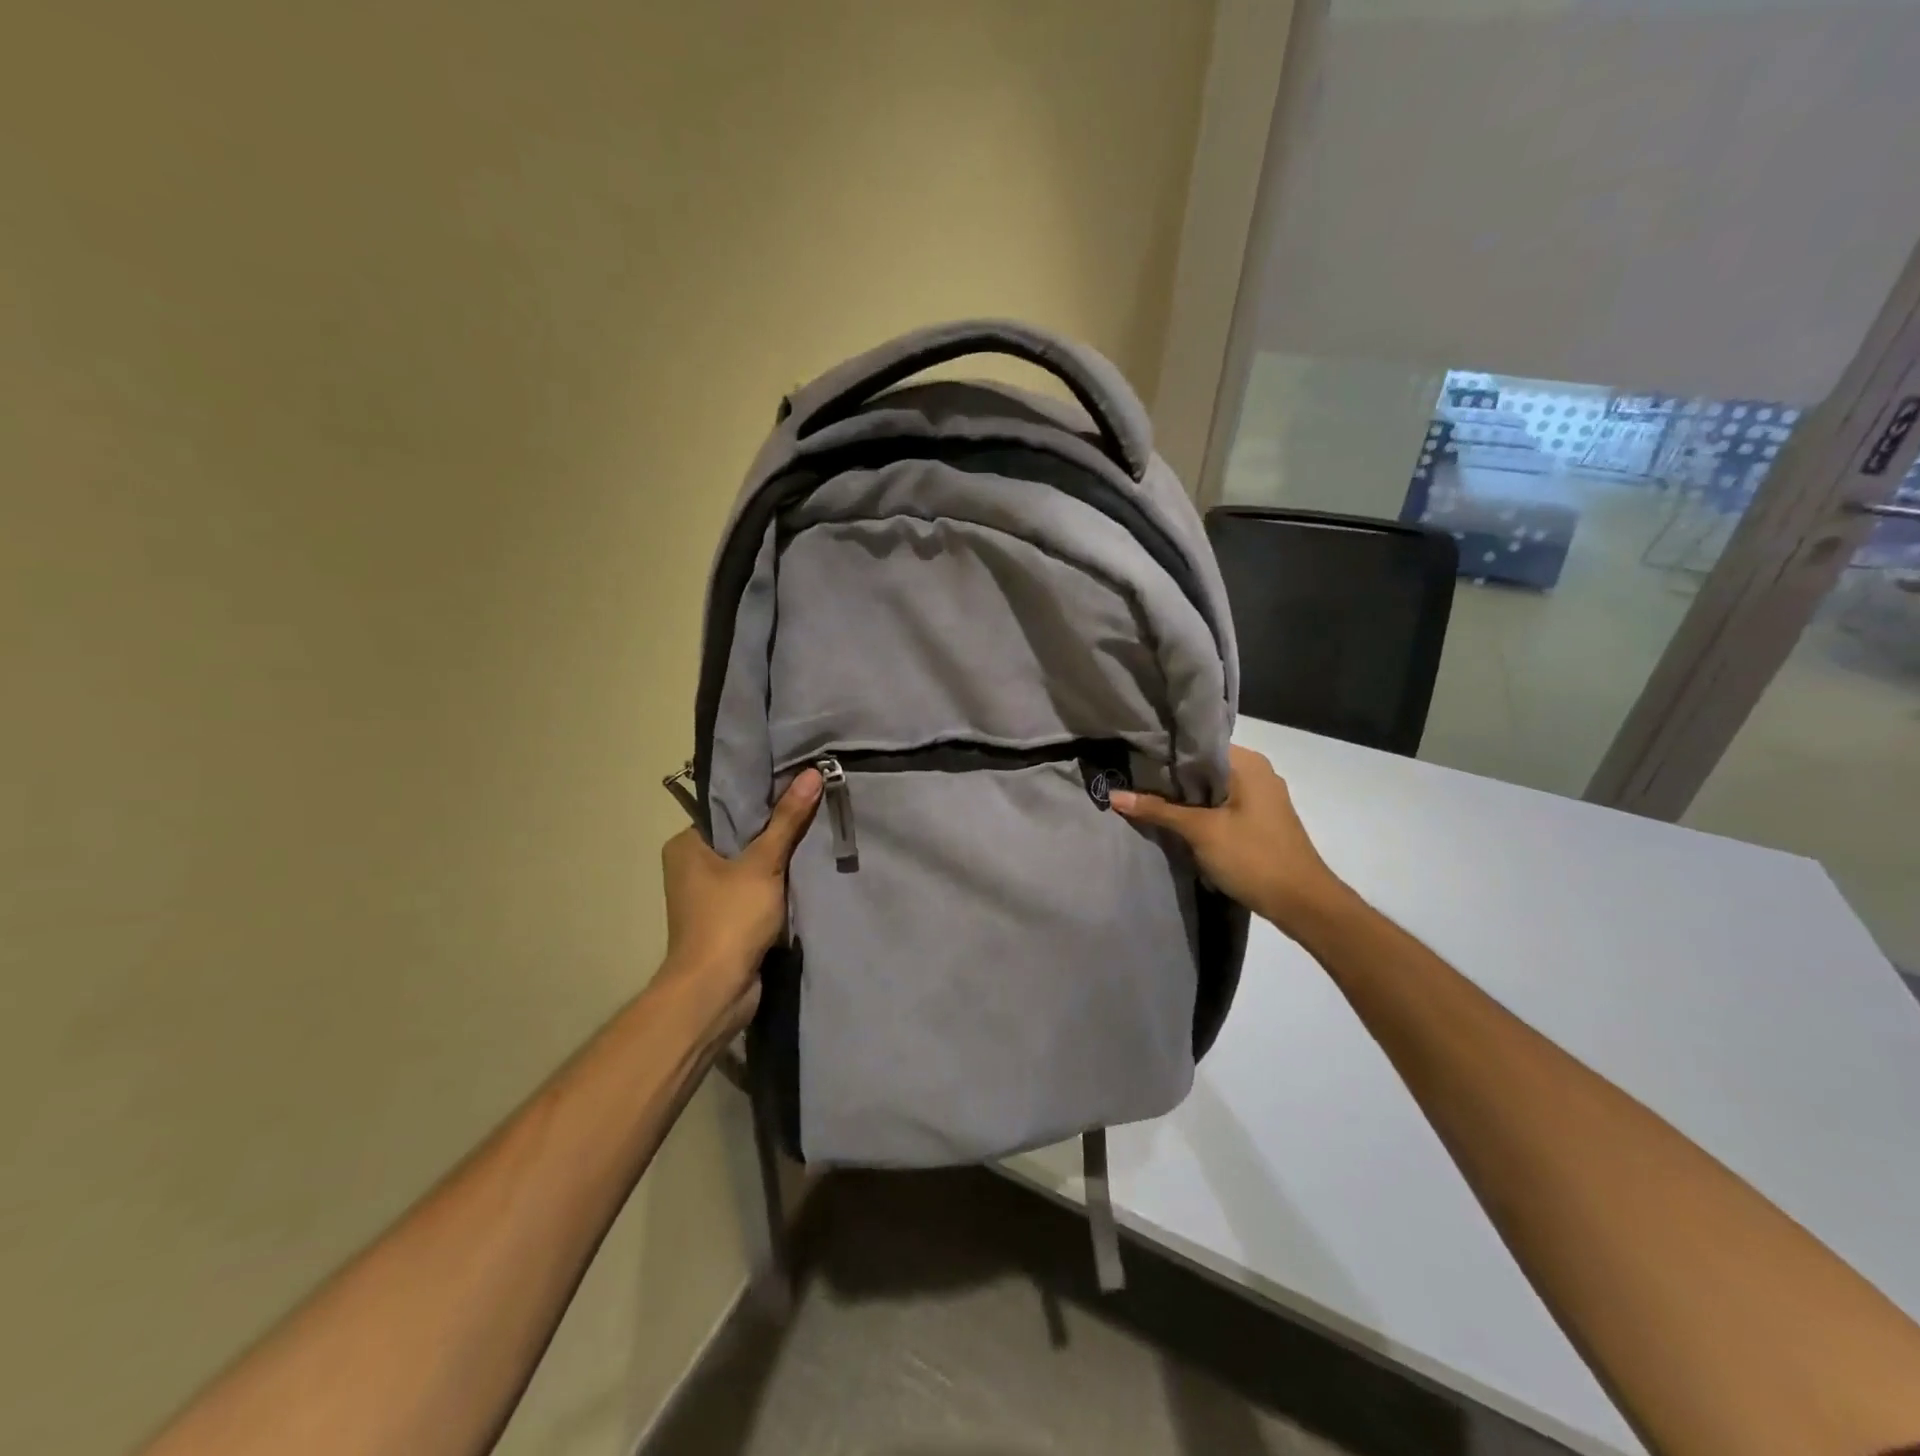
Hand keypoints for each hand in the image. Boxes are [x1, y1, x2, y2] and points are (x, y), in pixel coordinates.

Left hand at [657, 769, 820, 1033]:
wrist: (716, 991)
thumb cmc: (730, 919)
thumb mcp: (763, 864)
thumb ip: (788, 820)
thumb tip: (812, 773)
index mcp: (686, 844)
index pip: (727, 807)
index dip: (762, 795)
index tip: (797, 782)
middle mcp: (691, 866)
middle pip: (742, 835)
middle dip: (776, 826)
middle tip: (814, 804)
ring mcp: (708, 895)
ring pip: (751, 863)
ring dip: (779, 857)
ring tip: (817, 830)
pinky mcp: (726, 918)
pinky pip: (755, 889)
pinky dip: (777, 883)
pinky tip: (806, 869)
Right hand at [1109, 745, 1351, 935]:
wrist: (1302, 904)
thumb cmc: (1253, 857)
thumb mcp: (1200, 831)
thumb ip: (1158, 810)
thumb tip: (1114, 794)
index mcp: (1248, 763)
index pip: (1197, 745)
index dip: (1164, 753)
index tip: (1132, 759)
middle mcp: (1257, 773)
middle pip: (1203, 767)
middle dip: (1170, 777)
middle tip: (1130, 780)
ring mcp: (1261, 798)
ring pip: (1212, 789)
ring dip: (1183, 797)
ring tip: (1144, 798)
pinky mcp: (1259, 820)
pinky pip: (1222, 805)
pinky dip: (1199, 811)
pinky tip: (1174, 820)